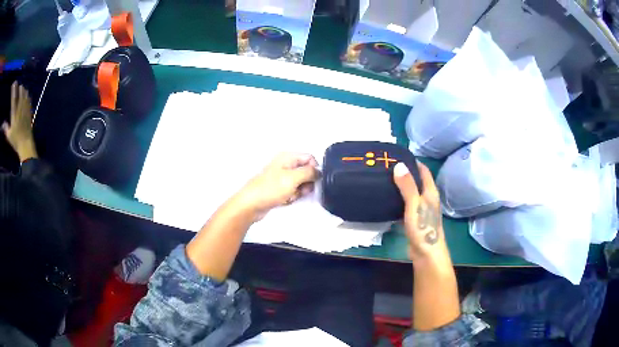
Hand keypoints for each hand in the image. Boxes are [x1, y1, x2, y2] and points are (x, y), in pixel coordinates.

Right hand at [3, 82, 36, 160]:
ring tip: (22, 90)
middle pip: (21, 92)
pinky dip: (27, 95)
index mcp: (14, 114)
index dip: (14, 90)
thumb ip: (6, 128)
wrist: (25, 143)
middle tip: (18, 87)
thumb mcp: (9, 135)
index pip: (13, 98)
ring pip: (25, 93)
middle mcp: (20, 108)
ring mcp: (25, 108)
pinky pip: (29, 99)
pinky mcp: (29, 110)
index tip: (14, 84)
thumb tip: (3, 124)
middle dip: (19, 88)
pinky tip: (26, 95)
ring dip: (23, 90)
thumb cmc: (15, 140)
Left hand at [233, 153, 320, 219]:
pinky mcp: (279, 188)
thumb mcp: (293, 178)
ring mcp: (281, 177)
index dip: (314, 169)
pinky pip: (293, 191)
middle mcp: (285, 164)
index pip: (310, 158)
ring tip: (290, 196)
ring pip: (301, 183)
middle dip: (306, 183)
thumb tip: (319, 171)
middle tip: (301, 190)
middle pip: (306, 171)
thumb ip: (309, 172)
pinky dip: (292, 196)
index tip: (313, 181)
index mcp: (287, 157)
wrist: (251, 204)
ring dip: (299, 191)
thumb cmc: (270, 189)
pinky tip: (285, 200)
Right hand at [393, 161, 449, 263]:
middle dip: (405, 173)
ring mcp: (421, 210)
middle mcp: (427, 199)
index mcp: (430, 192)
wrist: (426, 252)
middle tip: (387, 167)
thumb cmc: (423, 226)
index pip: (423, 171)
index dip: (413, 162)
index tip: (398, 155)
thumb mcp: (414, 204)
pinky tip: (387, 200)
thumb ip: (407, 185)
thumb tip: (398, 165)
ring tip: (385, 180)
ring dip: (401, 187)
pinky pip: (405, 206)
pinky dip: (398, 201)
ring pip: (411, 194)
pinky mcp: (415, 221)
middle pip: (417, 181)